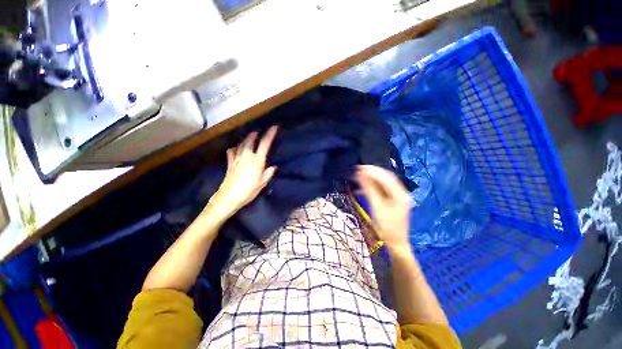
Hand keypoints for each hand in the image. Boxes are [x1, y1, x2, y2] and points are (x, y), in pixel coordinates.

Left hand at [204, 126, 278, 220]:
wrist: (229, 197)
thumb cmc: (248, 191)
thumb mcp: (262, 183)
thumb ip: (268, 173)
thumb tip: (273, 167)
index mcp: (257, 161)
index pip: (264, 144)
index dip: (269, 135)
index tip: (274, 127)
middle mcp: (247, 157)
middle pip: (250, 141)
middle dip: (254, 135)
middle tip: (258, 132)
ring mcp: (237, 159)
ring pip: (240, 145)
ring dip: (245, 140)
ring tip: (248, 138)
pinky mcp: (230, 164)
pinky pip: (231, 153)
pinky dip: (234, 149)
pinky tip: (234, 149)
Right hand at [355, 165, 412, 251]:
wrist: (395, 243)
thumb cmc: (386, 227)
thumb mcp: (377, 208)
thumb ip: (369, 190)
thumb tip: (361, 176)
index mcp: (400, 195)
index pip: (386, 177)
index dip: (372, 171)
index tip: (359, 168)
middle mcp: (402, 193)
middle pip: (386, 178)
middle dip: (372, 172)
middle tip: (358, 169)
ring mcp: (399, 196)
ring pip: (384, 182)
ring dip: (372, 178)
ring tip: (360, 176)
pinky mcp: (394, 200)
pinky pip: (383, 189)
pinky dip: (374, 186)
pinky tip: (365, 187)